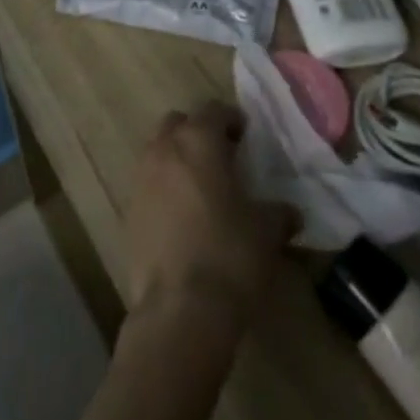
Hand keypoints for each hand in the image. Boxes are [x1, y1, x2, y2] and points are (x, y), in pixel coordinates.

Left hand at [121, 102, 295, 328]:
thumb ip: (278, 213)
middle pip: (179, 122)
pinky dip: (164, 187)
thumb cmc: (229, 257)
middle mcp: (165, 147)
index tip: (246, 135)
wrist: (179, 309)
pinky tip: (183, 216)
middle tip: (222, 157)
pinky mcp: (129, 207)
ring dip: (178, 158)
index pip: (213, 110)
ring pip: (159, 149)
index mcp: (198, 141)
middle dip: (198, 132)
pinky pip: (149, 182)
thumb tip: (290, 211)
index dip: (231, 119)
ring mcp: (141, 176)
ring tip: (202, 187)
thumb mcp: (266, 233)